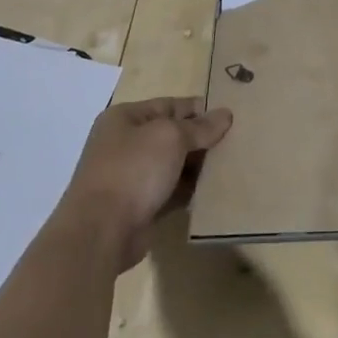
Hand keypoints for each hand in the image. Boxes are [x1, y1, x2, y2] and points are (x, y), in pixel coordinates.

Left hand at [55, 97, 232, 268]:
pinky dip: (190, 190)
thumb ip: (200, 126)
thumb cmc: (133, 170)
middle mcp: (125, 143)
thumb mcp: (171, 137)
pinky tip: (214, 191)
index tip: (231, 118)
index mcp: (125, 118)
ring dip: (198, 166)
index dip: (200, 109)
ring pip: (174, 164)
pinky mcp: (139, 205)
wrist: (100, 232)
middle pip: (173, 135)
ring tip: (230, 166)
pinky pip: (171, 191)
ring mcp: (130, 176)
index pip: (170, 105)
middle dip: (201, 139)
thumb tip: (225, 114)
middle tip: (236, 143)